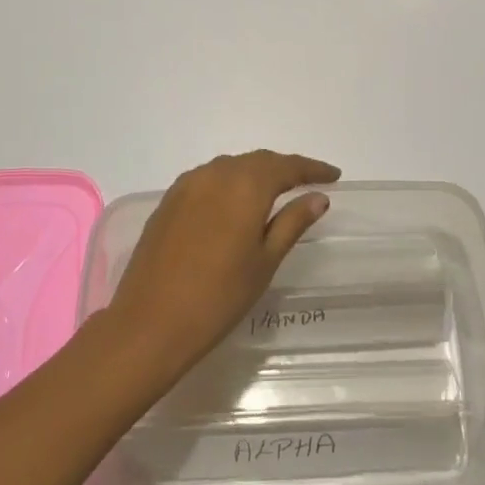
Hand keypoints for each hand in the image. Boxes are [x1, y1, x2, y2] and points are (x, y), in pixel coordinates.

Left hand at [104, 150, 340, 385]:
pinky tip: (234, 202)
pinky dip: (229, 183)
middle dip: (284, 168)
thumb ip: (292, 223)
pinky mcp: (168, 200)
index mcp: (245, 186)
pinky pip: (208, 179)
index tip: (334, 175)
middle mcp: (215, 174)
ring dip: (255, 174)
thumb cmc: (218, 297)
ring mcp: (187, 185)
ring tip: (274, 191)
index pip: (286, 166)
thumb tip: (318, 197)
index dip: (312, 168)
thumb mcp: (265, 262)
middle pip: (257, 161)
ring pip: (231, 167)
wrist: (150, 323)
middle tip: (307, 182)